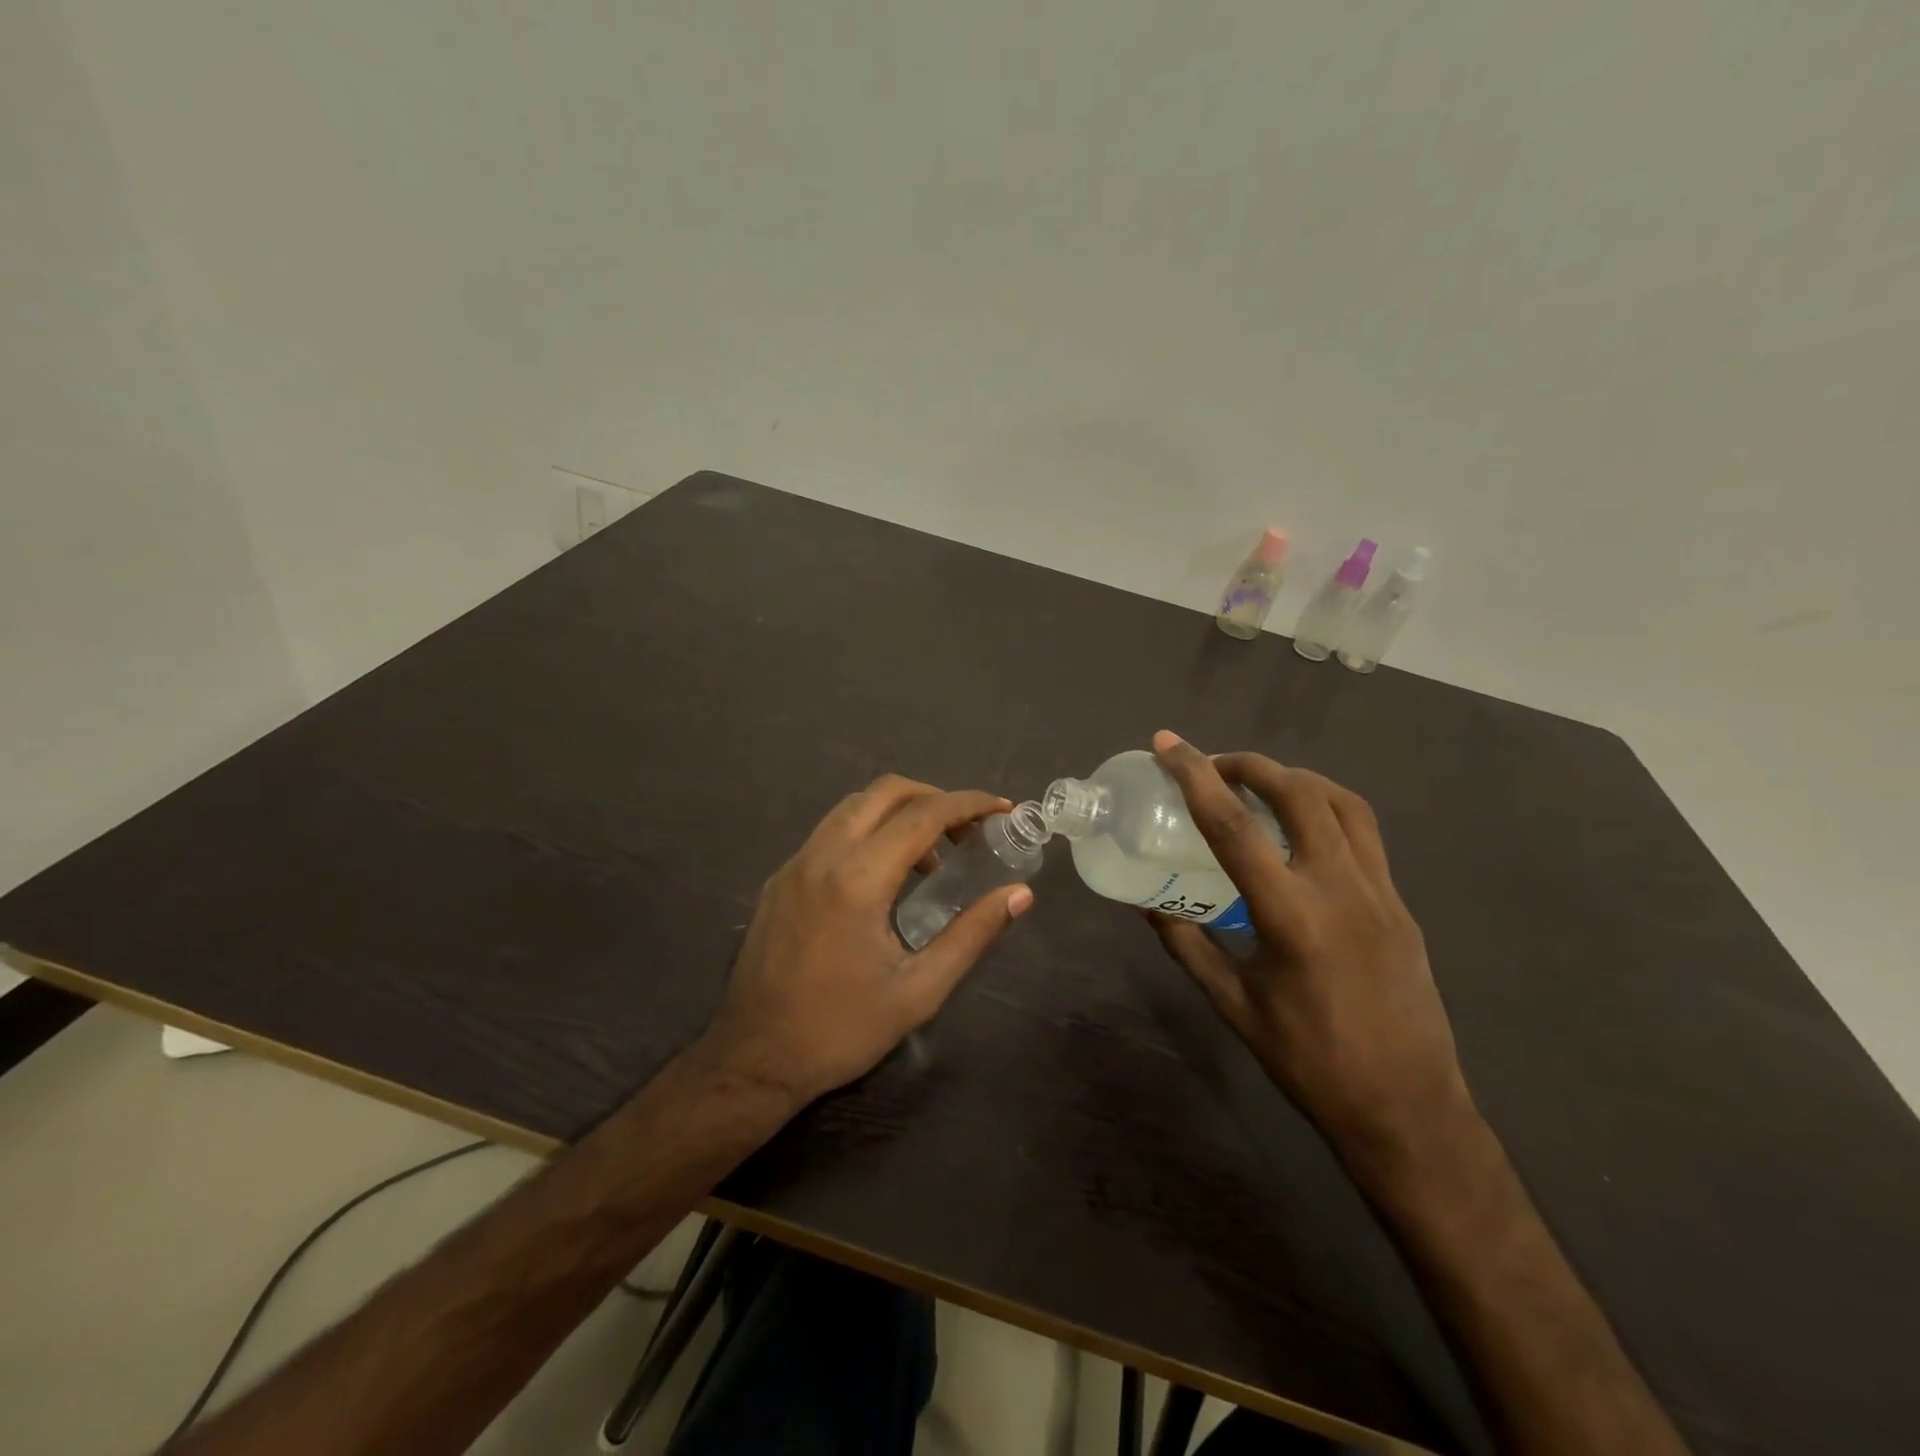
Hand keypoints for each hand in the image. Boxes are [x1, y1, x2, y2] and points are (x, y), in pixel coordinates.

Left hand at [703, 774, 1033, 1105]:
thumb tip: (1020, 895)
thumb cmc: (841, 1030)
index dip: (968, 803)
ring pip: (853, 807)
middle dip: (934, 797)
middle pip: (885, 792)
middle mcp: (822, 856)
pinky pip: (830, 833)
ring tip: (930, 858)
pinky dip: (867, 833)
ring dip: (898, 813)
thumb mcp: (919, 991)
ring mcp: (794, 864)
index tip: (1001, 808)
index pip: (923, 815)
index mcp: (858, 879)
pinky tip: (883, 878)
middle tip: (967, 830)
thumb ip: (972, 935)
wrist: (754, 1060)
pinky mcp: (779, 880)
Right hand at [1146, 730, 1473, 1161]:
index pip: (1233, 826)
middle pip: (1298, 794)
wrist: (1407, 1109)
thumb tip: (1146, 901)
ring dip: (1295, 778)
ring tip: (1259, 783)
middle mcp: (1339, 888)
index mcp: (1290, 916)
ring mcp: (1379, 892)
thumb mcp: (1233, 1003)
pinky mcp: (1400, 903)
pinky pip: (1365, 832)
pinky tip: (1304, 824)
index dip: (1195, 777)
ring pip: (1342, 802)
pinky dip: (1328, 806)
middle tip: (1215, 765)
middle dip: (1251, 764)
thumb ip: (1186, 943)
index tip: (1168, 744)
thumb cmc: (1308, 1061)